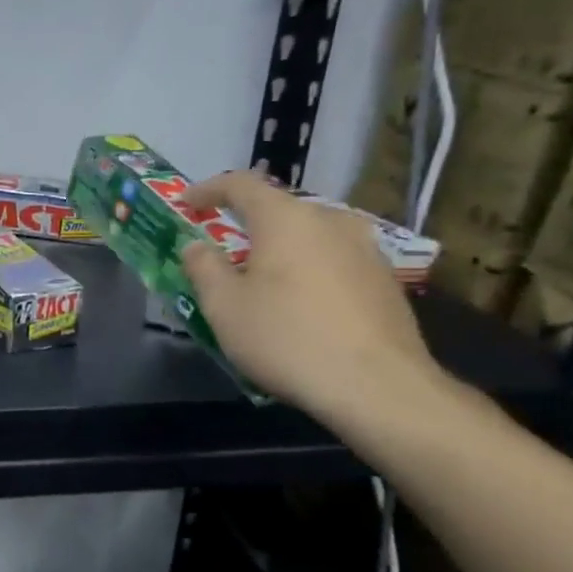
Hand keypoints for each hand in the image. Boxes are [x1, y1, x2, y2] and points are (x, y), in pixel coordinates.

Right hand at [179, 171, 443, 416]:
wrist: (379, 387)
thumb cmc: (287, 338)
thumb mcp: (224, 306)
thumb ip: (204, 268)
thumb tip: (196, 245)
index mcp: (285, 219)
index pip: (241, 184)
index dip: (209, 189)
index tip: (187, 203)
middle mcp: (330, 221)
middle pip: (279, 209)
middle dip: (247, 223)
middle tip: (224, 248)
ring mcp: (365, 249)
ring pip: (310, 235)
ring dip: (281, 248)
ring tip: (262, 277)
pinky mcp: (385, 280)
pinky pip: (334, 260)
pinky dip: (309, 269)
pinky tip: (301, 302)